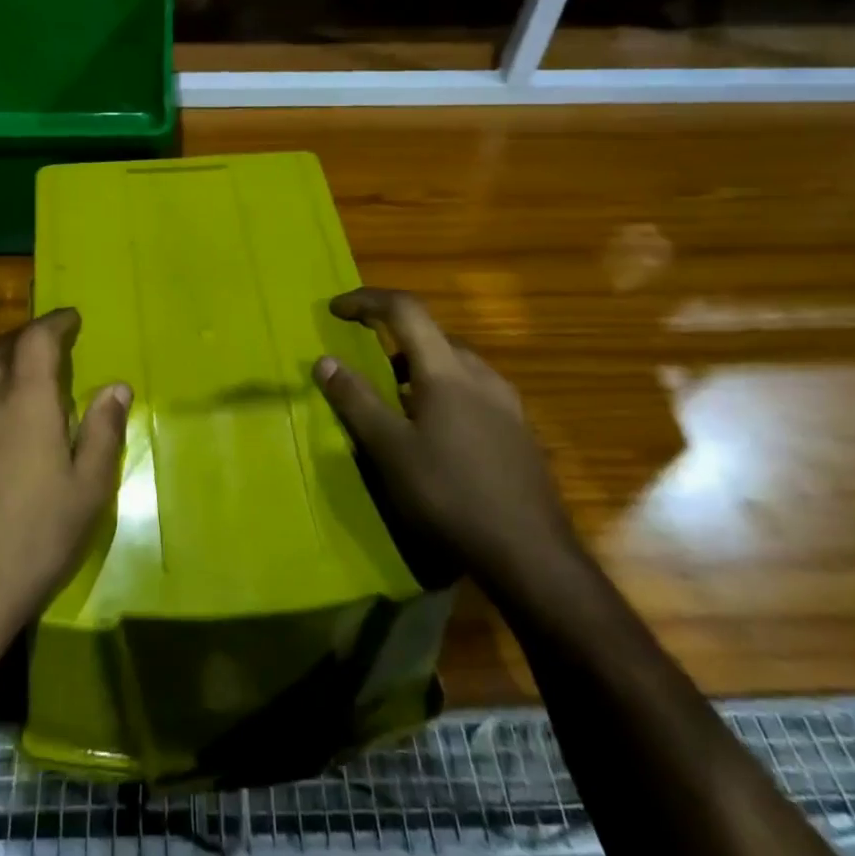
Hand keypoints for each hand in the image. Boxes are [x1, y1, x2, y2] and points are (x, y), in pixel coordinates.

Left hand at [0, 309, 129, 662]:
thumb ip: (102, 431)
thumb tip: (116, 387)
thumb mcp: (87, 489)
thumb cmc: (35, 538)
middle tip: (51, 339)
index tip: (73, 317)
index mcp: (24, 402)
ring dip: (2, 360)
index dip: (56, 322)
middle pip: (0, 350)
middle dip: (27, 336)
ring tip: (24, 371)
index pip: (36, 340)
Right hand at [314, 288, 578, 596]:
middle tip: (362, 363)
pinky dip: (441, 391)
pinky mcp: (518, 430)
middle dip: (391, 337)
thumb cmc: (449, 494)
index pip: (405, 310)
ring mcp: (506, 402)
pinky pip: (471, 391)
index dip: (366, 301)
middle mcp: (481, 374)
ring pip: (454, 364)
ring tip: (393, 401)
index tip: (334, 310)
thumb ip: (355, 400)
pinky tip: (434, 433)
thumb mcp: (389, 449)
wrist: (529, 554)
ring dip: (417, 367)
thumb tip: (324, 360)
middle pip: (431, 335)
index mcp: (447, 369)